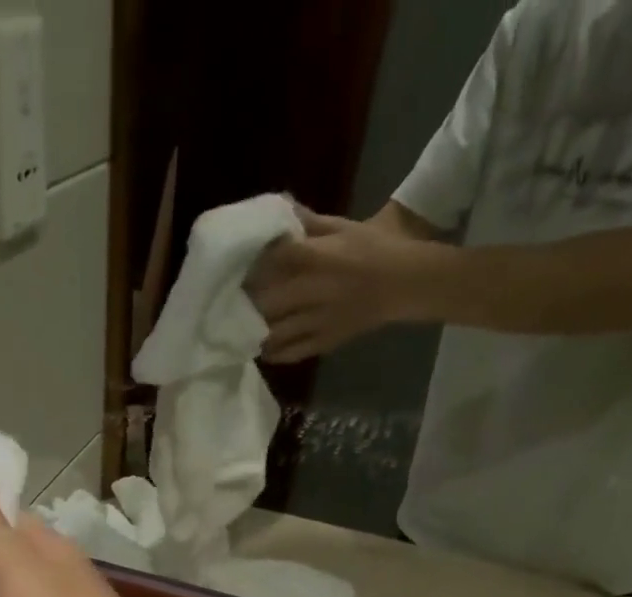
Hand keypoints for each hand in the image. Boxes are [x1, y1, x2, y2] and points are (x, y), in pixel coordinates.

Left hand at [247, 207, 429, 362]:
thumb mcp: (342, 227)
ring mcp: (320, 320)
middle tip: (225, 303)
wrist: (405, 284)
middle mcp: (317, 291)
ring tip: (236, 328)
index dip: (254, 264)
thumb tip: (278, 209)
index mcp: (322, 257)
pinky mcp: (326, 341)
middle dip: (246, 302)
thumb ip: (309, 222)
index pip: (278, 260)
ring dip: (253, 332)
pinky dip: (273, 352)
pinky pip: (292, 352)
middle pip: (270, 300)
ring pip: (277, 331)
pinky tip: (260, 348)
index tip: (235, 267)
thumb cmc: (372, 250)